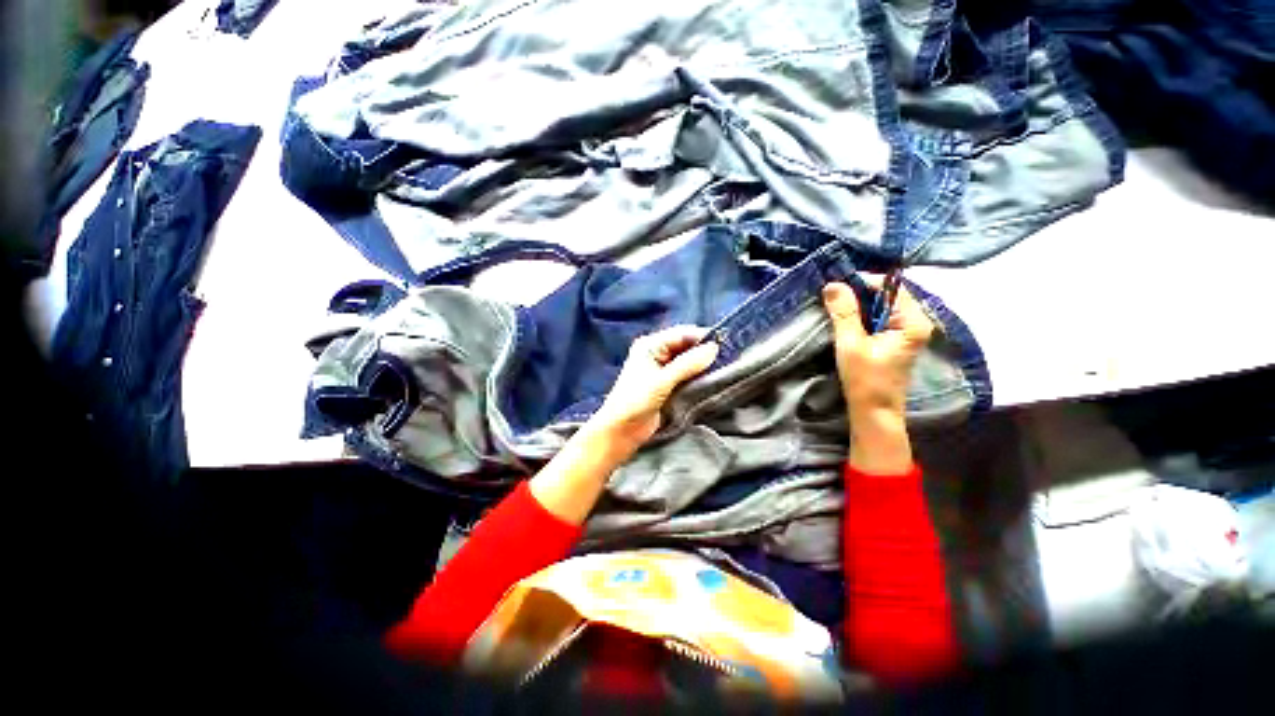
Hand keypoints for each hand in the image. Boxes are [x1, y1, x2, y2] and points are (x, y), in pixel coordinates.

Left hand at [588, 325, 719, 455]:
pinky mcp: (668, 384)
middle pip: (686, 346)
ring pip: (689, 361)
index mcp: (650, 345)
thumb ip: (687, 364)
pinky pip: (687, 375)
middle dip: (704, 351)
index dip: (702, 338)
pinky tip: (712, 379)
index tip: (725, 344)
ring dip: (703, 364)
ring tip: (724, 368)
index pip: (682, 334)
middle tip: (727, 358)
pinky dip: (699, 376)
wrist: (622, 430)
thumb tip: (714, 348)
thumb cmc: (636, 401)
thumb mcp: (662, 381)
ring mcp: (663, 369)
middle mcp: (657, 353)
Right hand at [822, 279, 933, 473]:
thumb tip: (833, 284)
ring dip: (859, 305)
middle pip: (887, 295)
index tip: (836, 286)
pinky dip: (863, 315)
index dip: (863, 282)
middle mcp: (916, 322)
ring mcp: (908, 331)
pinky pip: (880, 317)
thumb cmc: (865, 379)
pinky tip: (846, 320)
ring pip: (882, 306)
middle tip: (832, 296)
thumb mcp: (851, 343)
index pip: (890, 287)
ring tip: (835, 306)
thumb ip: (844, 313)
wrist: (874, 411)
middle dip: (859, 293)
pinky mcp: (897, 339)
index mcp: (912, 321)